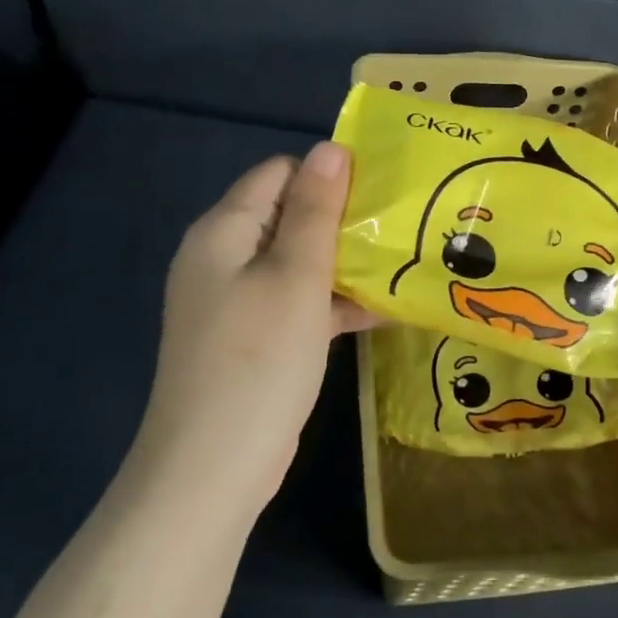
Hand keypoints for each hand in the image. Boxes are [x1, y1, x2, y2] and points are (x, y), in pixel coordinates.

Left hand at [132, 141, 373, 515]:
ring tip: (404, 262)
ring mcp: (239, 301)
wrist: (213, 469)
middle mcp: (225, 258)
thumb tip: (332, 148)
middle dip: (343, 220)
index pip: (279, 174)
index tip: (381, 193)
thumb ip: (315, 211)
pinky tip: (385, 310)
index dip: (328, 176)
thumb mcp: (295, 277)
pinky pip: (298, 303)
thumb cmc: (258, 360)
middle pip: (290, 216)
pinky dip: (333, 302)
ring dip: (345, 263)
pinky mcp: (255, 338)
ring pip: (299, 262)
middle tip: (401, 227)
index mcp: (224, 231)